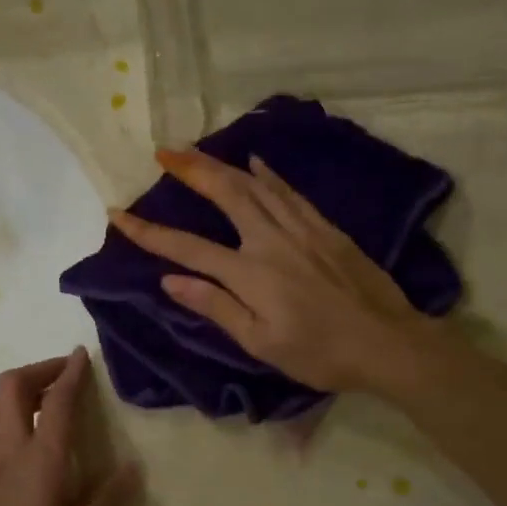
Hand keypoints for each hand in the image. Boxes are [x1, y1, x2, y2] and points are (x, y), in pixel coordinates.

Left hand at [0, 349, 140, 505]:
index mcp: (41, 459)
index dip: (70, 373)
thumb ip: (108, 503)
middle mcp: (8, 451)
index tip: (81, 354)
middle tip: (61, 376)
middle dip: (38, 371)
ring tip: (35, 407)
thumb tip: (133, 468)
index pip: (57, 401)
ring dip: (10, 397)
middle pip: (11, 387)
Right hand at [108, 148, 431, 393]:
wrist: (388, 342)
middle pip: (225, 194)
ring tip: (197, 151)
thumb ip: (216, 307)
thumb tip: (170, 281)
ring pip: (256, 185)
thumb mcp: (262, 343)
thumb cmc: (320, 354)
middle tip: (164, 151)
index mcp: (250, 274)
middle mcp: (271, 241)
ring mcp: (302, 229)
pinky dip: (269, 174)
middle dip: (191, 170)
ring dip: (223, 165)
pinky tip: (256, 162)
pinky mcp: (326, 228)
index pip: (188, 248)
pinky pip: (290, 192)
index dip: (150, 233)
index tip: (119, 214)